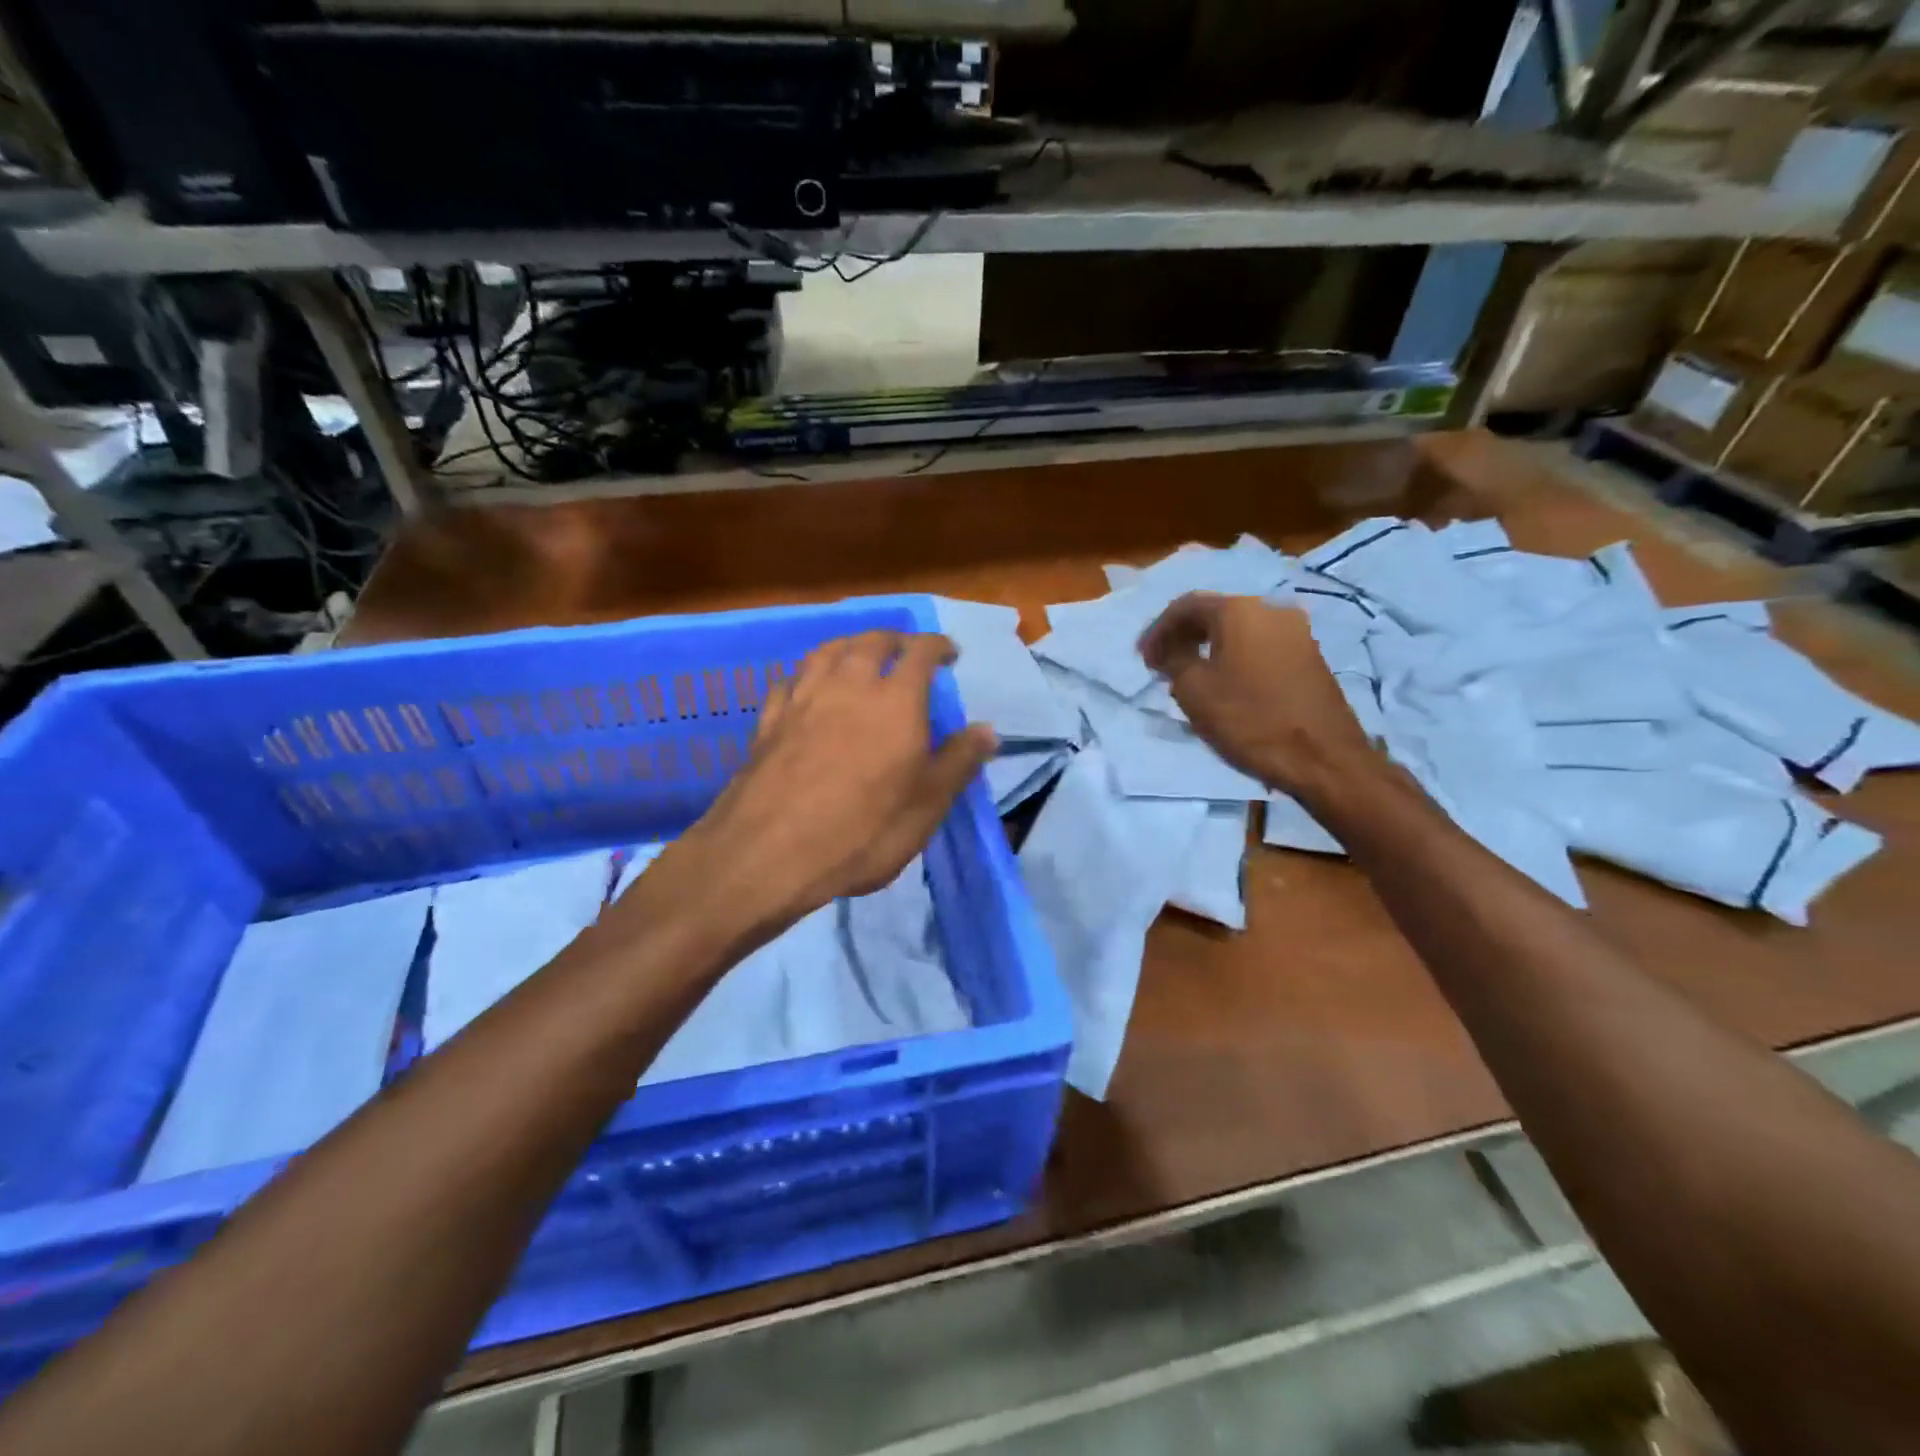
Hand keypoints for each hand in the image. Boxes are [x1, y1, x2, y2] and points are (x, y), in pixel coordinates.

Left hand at [677, 630, 996, 929]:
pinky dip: (806, 675)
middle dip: (893, 639)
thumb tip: (989, 730)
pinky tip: (807, 687)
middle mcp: (848, 686)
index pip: (920, 652)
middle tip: (905, 650)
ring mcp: (803, 700)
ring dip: (849, 645)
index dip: (937, 645)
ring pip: (826, 652)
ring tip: (859, 655)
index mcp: (895, 701)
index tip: (949, 653)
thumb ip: (959, 761)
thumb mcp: (927, 804)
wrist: (770, 853)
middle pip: (871, 642)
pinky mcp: (769, 721)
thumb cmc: (863, 831)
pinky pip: (789, 681)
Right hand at [1139, 593, 1372, 797]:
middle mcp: (1271, 609)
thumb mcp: (1194, 690)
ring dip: (1210, 647)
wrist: (1322, 757)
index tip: (1143, 658)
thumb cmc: (1249, 719)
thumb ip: (1174, 660)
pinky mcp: (1310, 656)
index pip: (1186, 606)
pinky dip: (1236, 656)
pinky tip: (1225, 682)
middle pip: (1216, 613)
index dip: (1158, 630)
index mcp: (1239, 611)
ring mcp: (1297, 632)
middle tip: (1162, 664)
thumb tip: (1170, 649)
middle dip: (1184, 636)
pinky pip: (1261, 645)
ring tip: (1190, 675)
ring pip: (1240, 630)